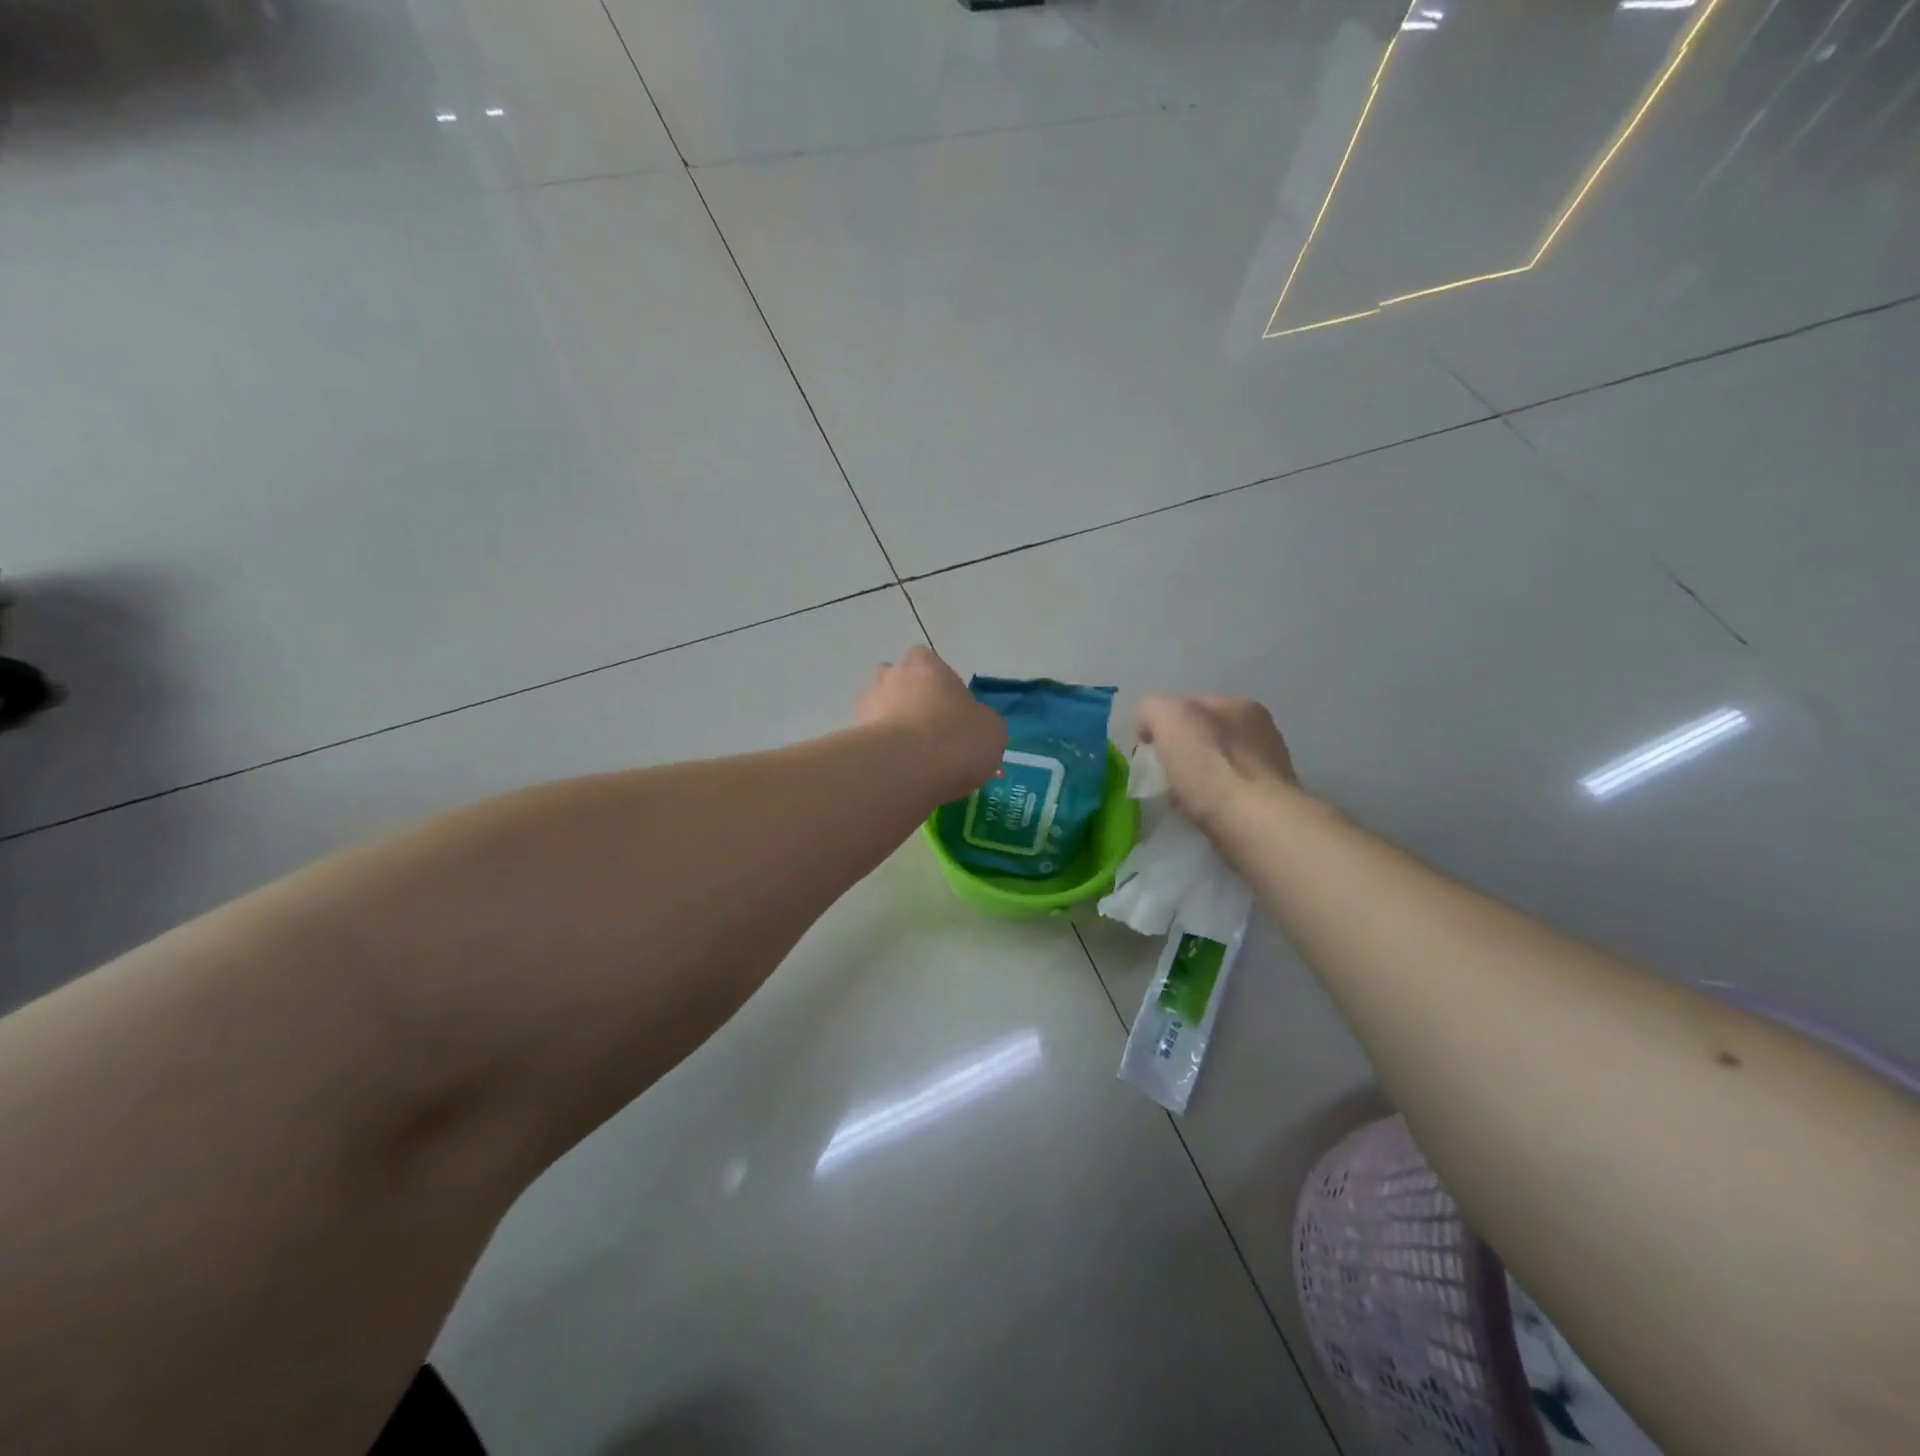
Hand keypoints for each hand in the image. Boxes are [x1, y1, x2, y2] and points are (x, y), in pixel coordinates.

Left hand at [856, 646, 1006, 801]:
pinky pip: (868, 742)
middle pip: (896, 682)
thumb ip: (979, 720)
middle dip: (906, 700)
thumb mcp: (991, 729)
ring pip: (878, 711)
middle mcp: (890, 677)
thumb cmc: (957, 738)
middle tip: (927, 732)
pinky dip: (880, 754)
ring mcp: (865, 706)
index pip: (926, 660)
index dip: (937, 682)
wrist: (907, 770)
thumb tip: (973, 726)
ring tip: (911, 760)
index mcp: (925, 665)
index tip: (949, 708)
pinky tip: (897, 775)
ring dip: (890, 727)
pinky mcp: (851, 738)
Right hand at [1135, 695, 1298, 830]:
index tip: (1150, 752)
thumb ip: (1153, 709)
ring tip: (1181, 799)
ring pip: (1216, 765)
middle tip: (1164, 777)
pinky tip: (1202, 813)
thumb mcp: (1169, 718)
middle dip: (1181, 752)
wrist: (1253, 822)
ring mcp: (1268, 767)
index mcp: (1238, 705)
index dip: (1164, 725)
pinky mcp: (1269, 802)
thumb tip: (1151, 727)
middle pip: (1204, 736)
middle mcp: (1260, 730)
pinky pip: (1228, 793)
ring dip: (1197, 778)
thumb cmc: (1209, 765)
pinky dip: (1212, 800)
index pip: (1189, 705)